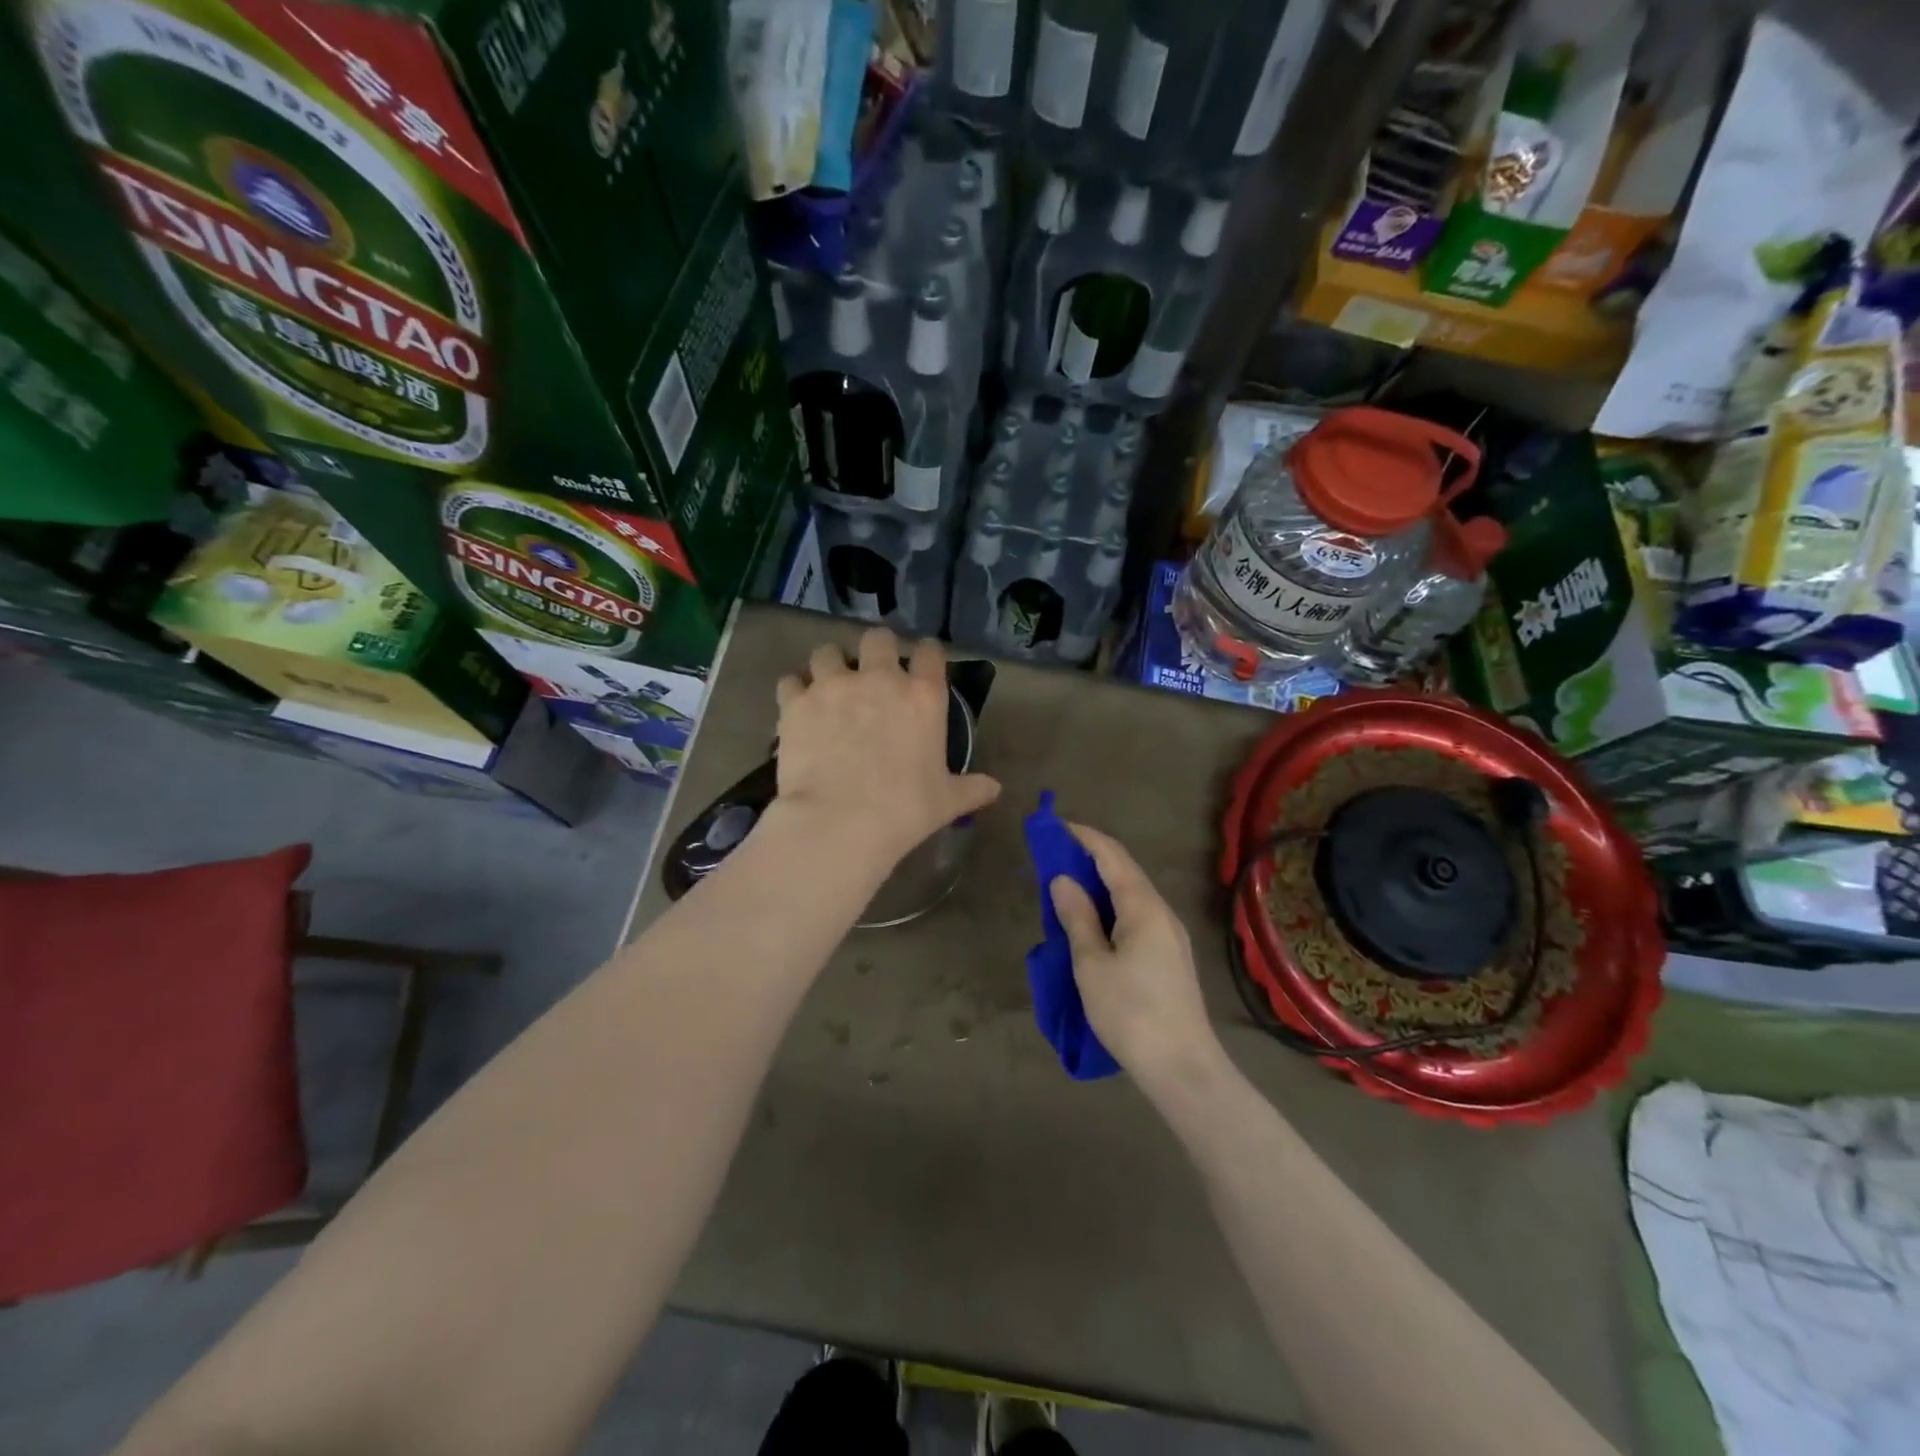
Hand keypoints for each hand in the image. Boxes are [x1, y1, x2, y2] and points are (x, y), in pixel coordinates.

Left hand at [772, 629, 1000, 867]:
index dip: (926, 654)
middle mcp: (879, 679)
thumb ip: (971, 789)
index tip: (922, 663)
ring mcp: (833, 686)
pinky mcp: (796, 703)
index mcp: (922, 696)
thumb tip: (995, 789)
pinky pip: (790, 681)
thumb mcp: (946, 801)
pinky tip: (797, 708)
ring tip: (828, 686)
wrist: (841, 822)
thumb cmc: (905, 810)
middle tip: (870, 671)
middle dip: (875, 649)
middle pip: (877, 638)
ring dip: (829, 664)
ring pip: (826, 652)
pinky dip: (794, 691)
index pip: (930, 653)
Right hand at [1049, 823, 1222, 1087]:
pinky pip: (1137, 916)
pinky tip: (1093, 923)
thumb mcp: (1092, 964)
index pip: (1112, 856)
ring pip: (1131, 895)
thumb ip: (1077, 917)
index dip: (1083, 837)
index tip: (1054, 827)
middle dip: (1089, 858)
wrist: (1182, 1067)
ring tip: (1066, 888)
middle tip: (1053, 857)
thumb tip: (1062, 879)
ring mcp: (1170, 935)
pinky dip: (1111, 908)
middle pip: (1124, 872)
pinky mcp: (1170, 957)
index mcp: (1143, 907)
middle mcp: (1161, 912)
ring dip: (1099, 885)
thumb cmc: (1130, 1012)